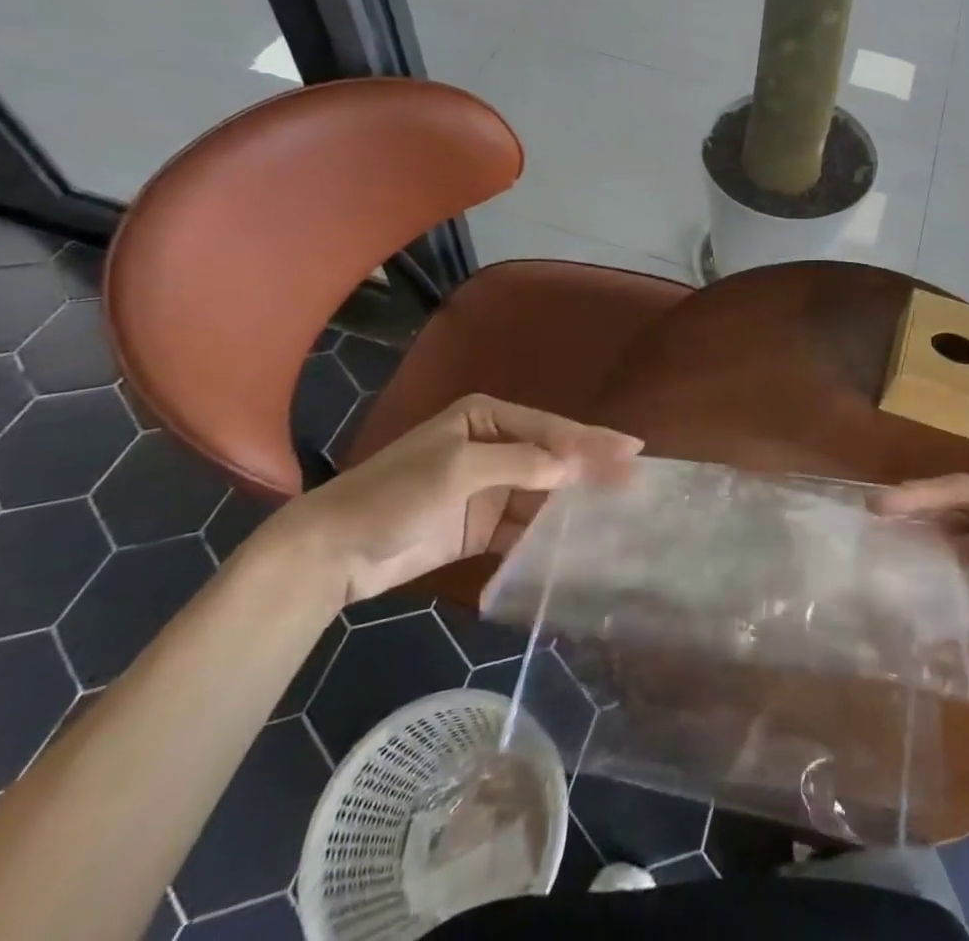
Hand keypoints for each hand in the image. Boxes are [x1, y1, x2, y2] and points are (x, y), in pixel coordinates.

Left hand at [267, 394, 641, 606]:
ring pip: (543, 492)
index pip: (549, 427)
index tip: (632, 450)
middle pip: (552, 457)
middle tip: (635, 481)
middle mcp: (493, 446)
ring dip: (574, 503)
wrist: (333, 552)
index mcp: (486, 417)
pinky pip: (524, 526)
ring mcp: (488, 487)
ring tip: (617, 514)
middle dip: (590, 469)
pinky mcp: (480, 525)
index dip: (591, 439)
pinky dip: (547, 534)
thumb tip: (572, 464)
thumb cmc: (394, 494)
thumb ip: (518, 463)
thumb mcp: (457, 470)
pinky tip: (577, 544)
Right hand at [877, 475, 968, 726]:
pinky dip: (931, 575)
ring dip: (918, 540)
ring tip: (877, 544)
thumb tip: (956, 542)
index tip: (882, 505)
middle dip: (914, 511)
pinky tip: (907, 581)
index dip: (925, 495)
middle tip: (869, 519)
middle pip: (954, 509)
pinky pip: (956, 575)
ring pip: (950, 539)